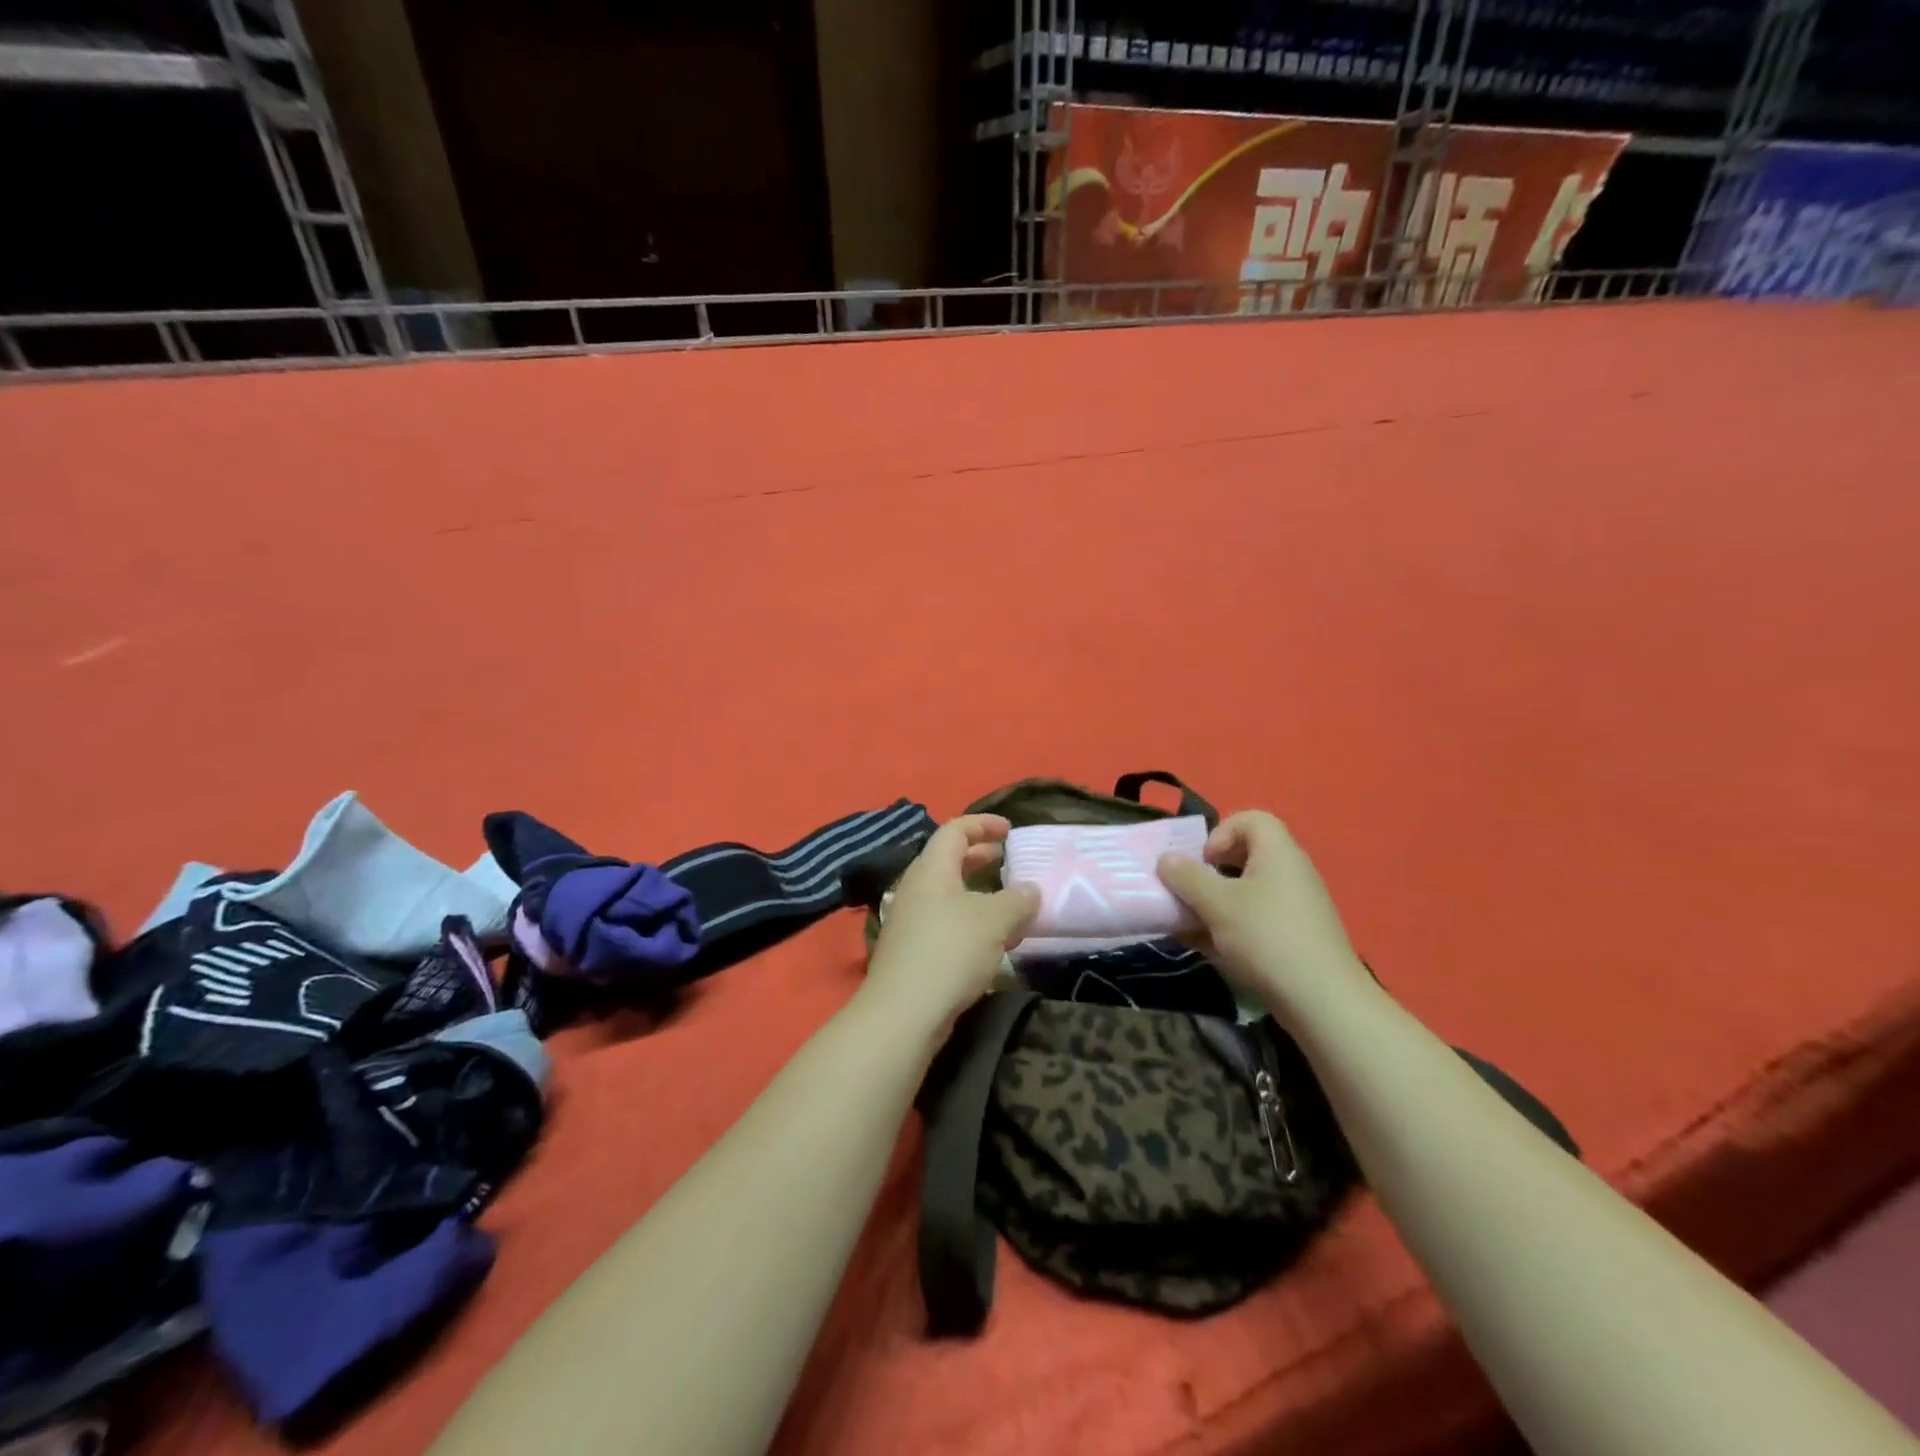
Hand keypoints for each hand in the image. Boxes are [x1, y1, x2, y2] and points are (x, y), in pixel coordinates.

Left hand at [861, 814, 1038, 1038]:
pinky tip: (991, 942)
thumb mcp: (994, 920)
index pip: (955, 830)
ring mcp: (910, 921)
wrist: (904, 1012)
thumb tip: (1031, 890)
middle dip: (978, 856)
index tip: (1009, 829)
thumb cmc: (950, 951)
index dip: (983, 824)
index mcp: (932, 869)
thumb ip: (1018, 900)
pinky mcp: (911, 950)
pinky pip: (944, 922)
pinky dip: (969, 921)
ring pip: (947, 894)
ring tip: (1007, 903)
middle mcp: (916, 888)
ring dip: (977, 893)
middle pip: (947, 860)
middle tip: (1006, 859)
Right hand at [1156, 811, 1373, 1024]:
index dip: (1221, 832)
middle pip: (1247, 855)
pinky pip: (1258, 918)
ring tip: (1193, 925)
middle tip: (1193, 893)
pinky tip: (1212, 949)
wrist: (1323, 1001)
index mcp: (1278, 853)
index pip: (1251, 819)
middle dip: (1212, 872)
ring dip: (1217, 903)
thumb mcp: (1217, 904)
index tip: (1204, 862)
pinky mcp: (1297, 937)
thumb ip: (1186, 877)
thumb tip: (1166, 859)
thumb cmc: (1266, 938)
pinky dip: (1232, 926)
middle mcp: (1291, 872)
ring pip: (1249, 891)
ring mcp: (1297, 906)